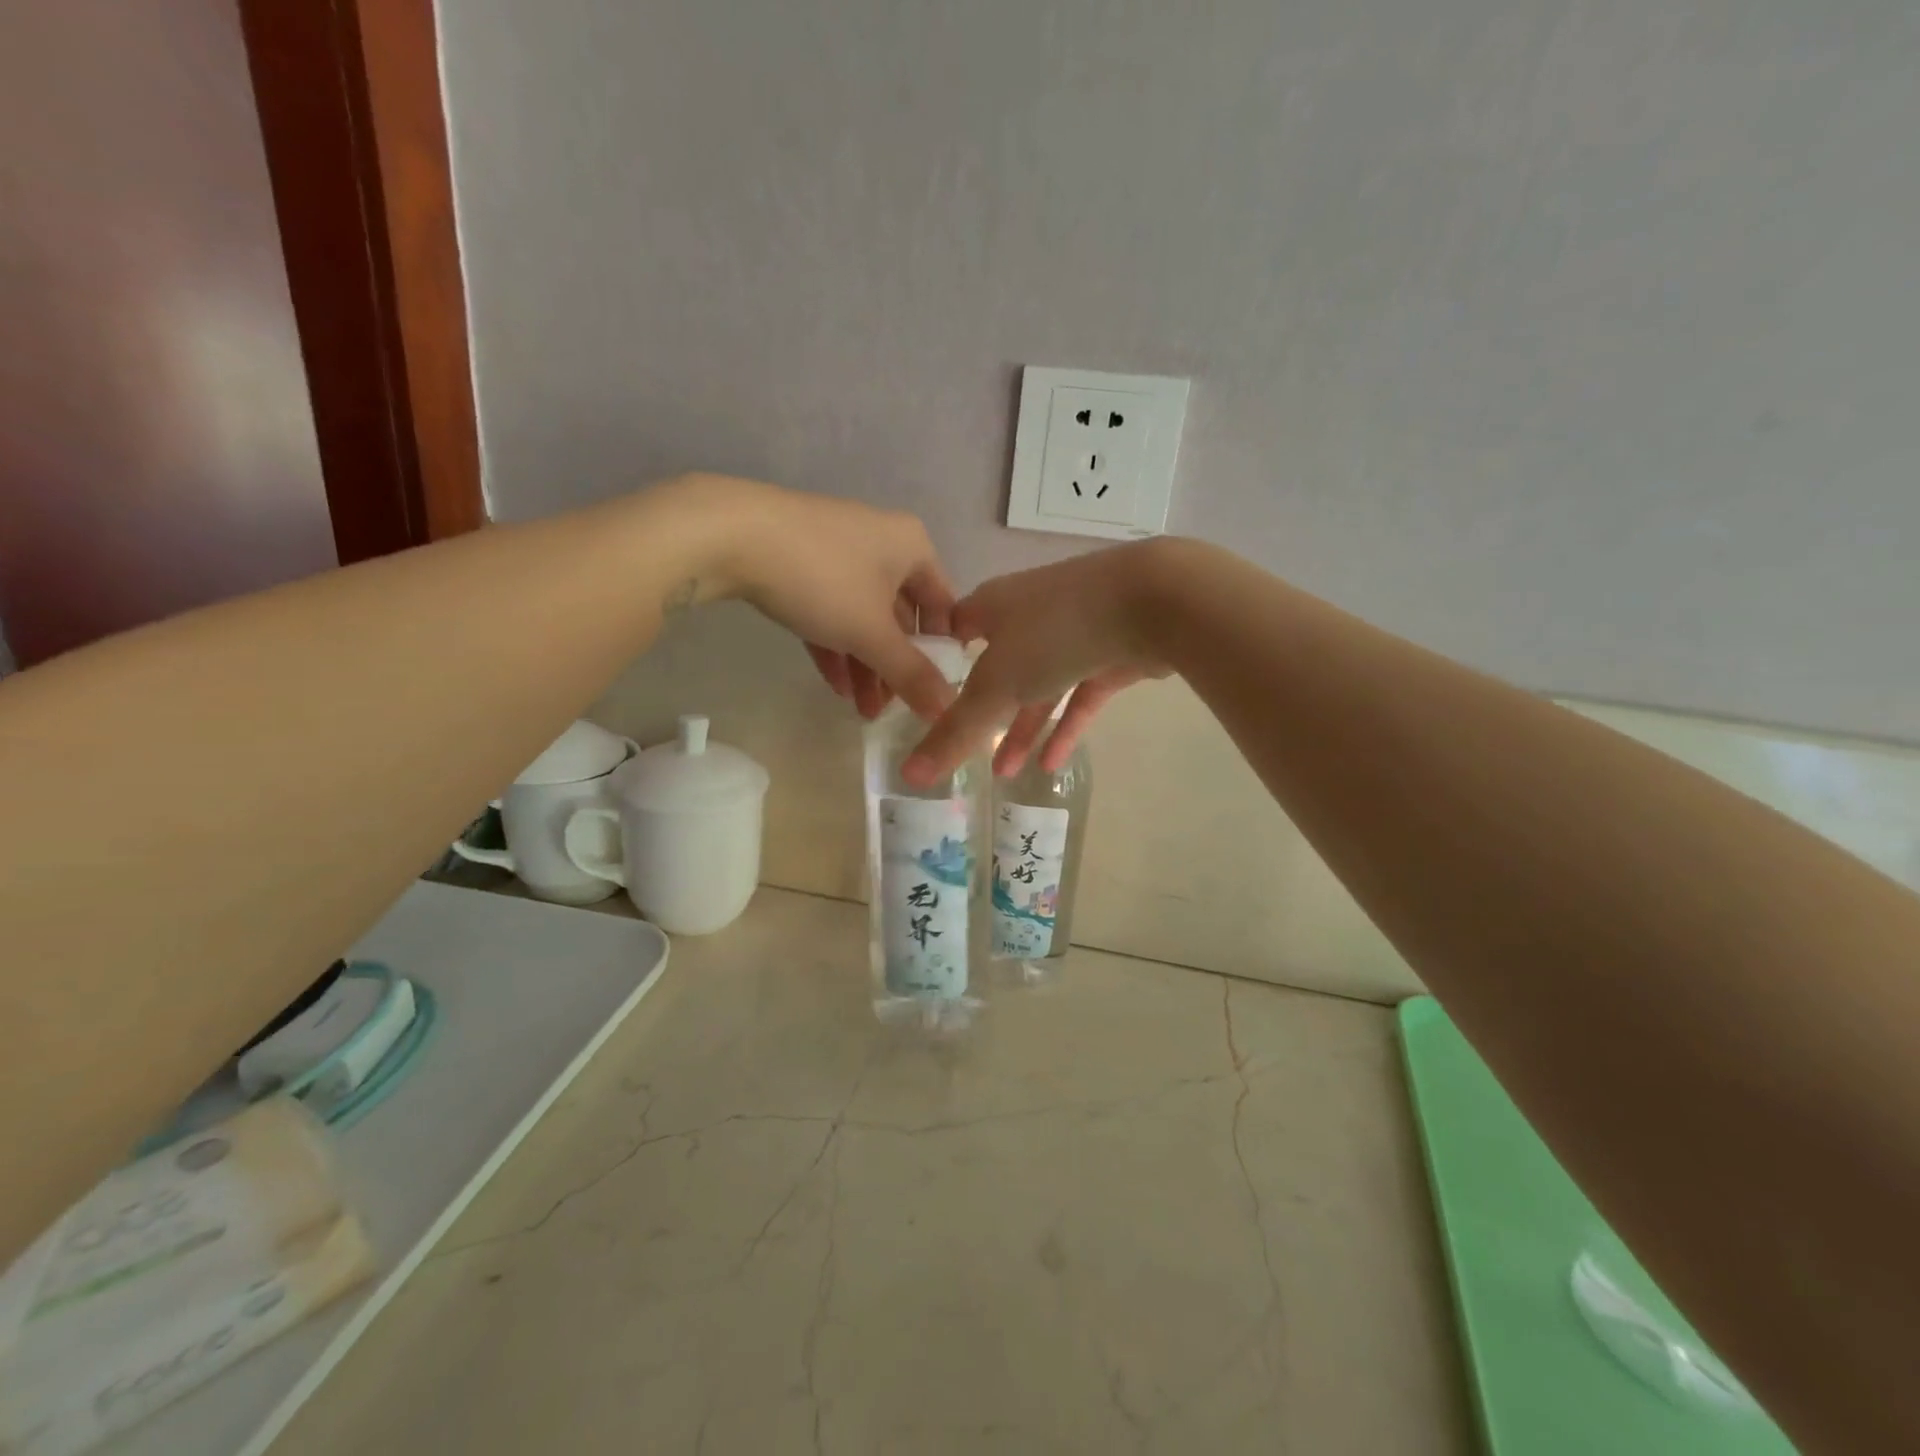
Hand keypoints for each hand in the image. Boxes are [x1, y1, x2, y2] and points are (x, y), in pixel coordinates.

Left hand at [685, 476, 957, 719]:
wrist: (731, 535)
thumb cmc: (822, 578)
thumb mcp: (871, 633)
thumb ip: (911, 673)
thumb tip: (948, 709)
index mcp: (912, 546)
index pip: (943, 606)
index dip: (941, 652)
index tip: (931, 692)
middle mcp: (882, 542)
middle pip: (900, 616)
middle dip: (894, 667)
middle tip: (889, 710)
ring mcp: (839, 549)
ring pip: (863, 616)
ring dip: (865, 664)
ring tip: (860, 711)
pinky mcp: (802, 560)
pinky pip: (831, 609)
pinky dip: (836, 645)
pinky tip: (835, 685)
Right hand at [904, 540, 1176, 783]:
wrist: (1152, 601)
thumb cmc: (1055, 632)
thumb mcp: (995, 687)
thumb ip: (953, 733)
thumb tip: (907, 775)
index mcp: (994, 606)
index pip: (956, 629)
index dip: (940, 660)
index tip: (925, 696)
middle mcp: (1030, 612)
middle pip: (999, 666)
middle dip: (983, 711)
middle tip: (965, 750)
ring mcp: (1074, 630)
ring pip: (1041, 686)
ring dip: (1024, 729)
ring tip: (1006, 773)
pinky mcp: (1111, 652)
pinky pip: (1080, 694)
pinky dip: (1066, 727)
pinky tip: (1052, 765)